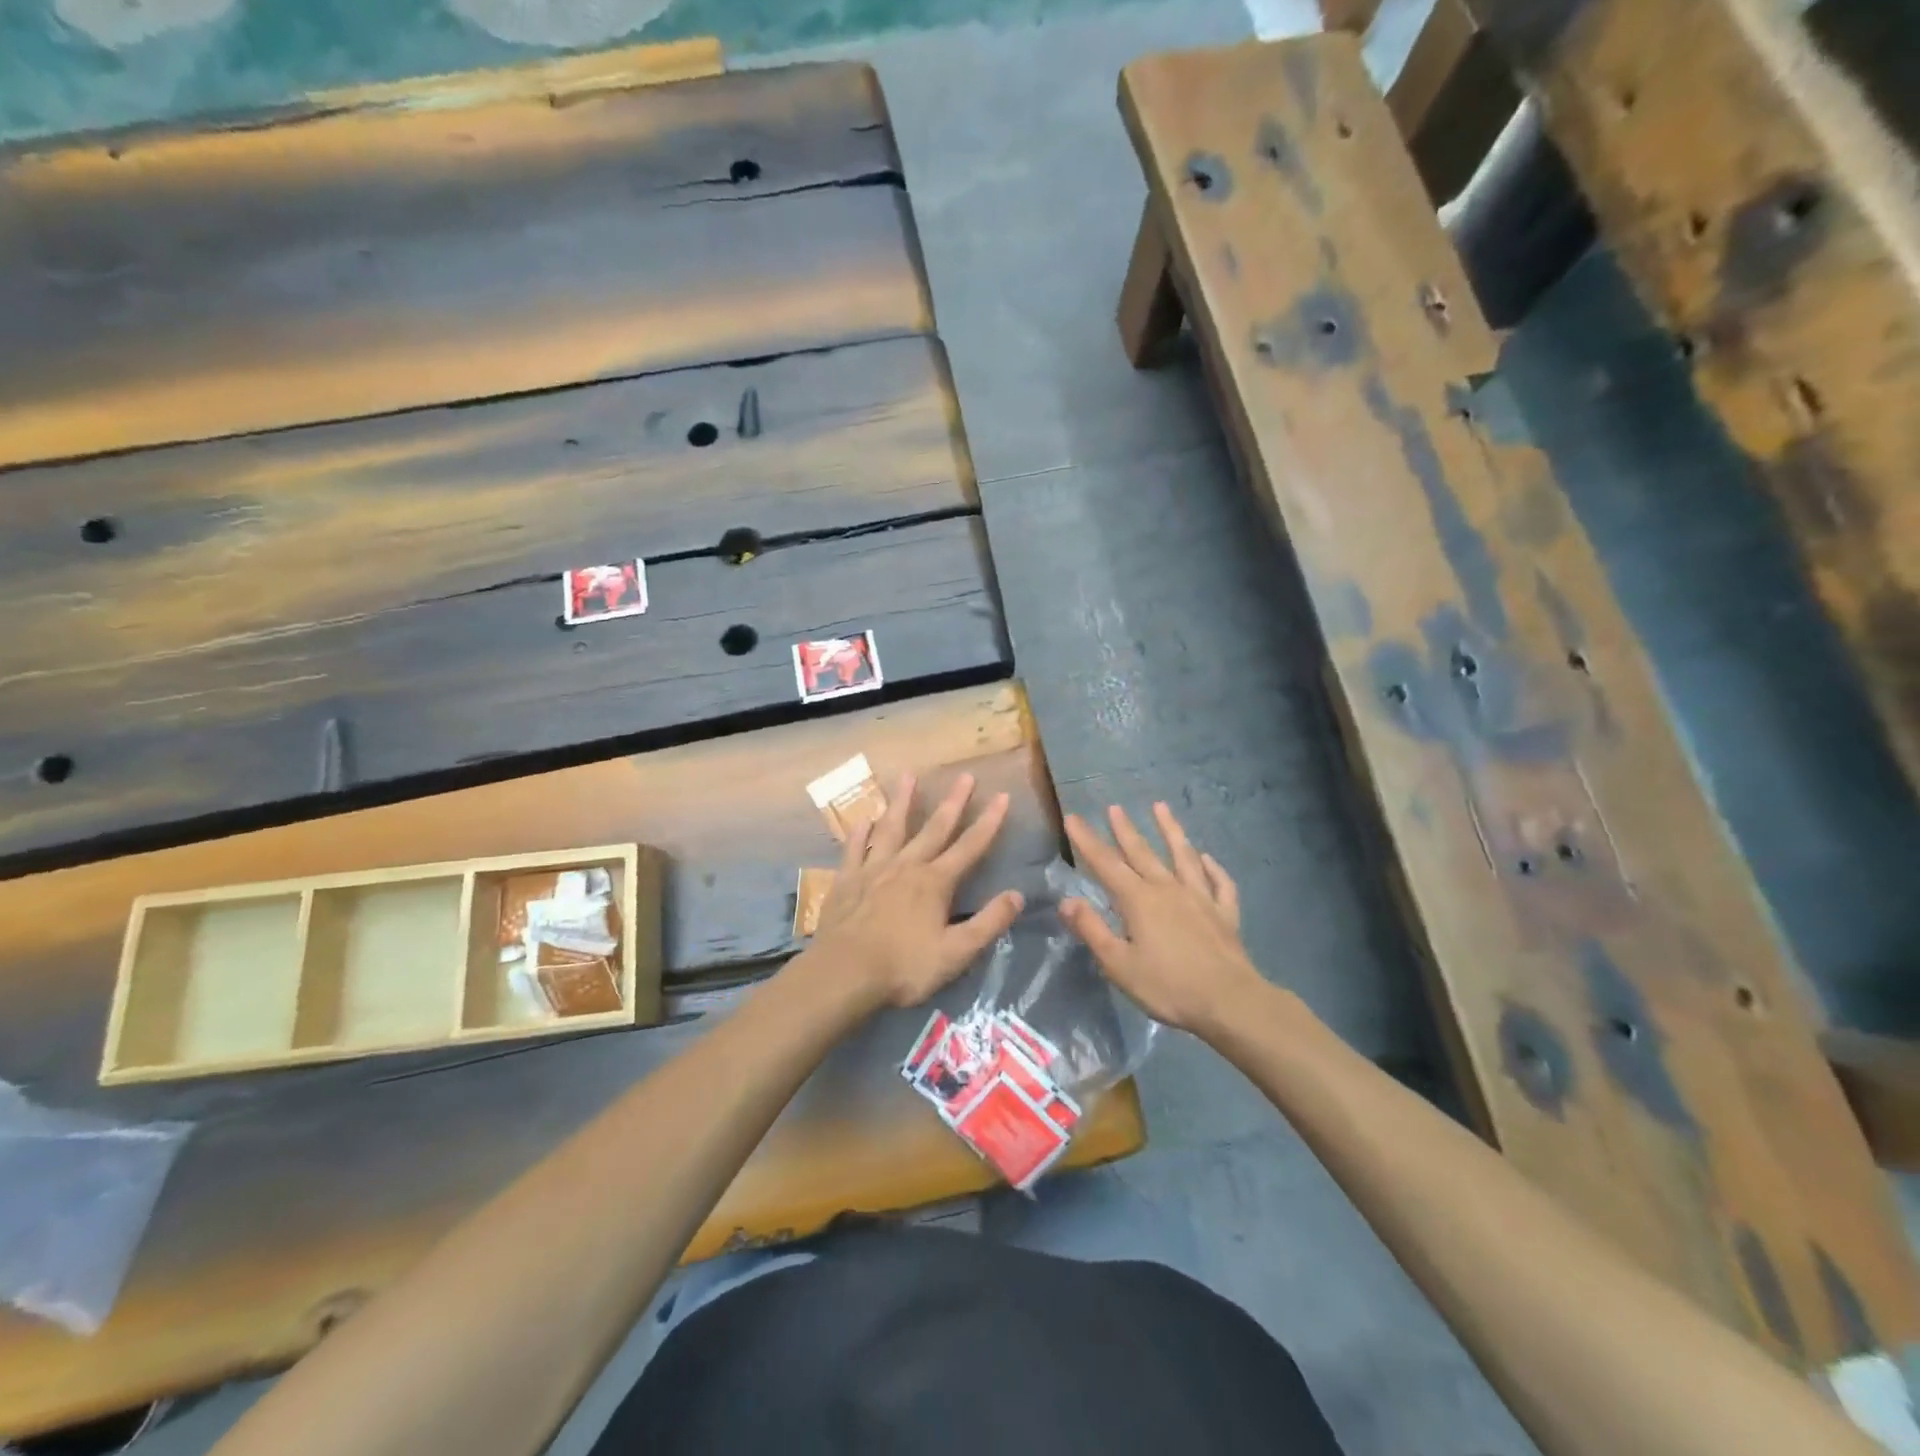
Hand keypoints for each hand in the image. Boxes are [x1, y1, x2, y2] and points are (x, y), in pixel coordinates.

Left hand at [806, 773, 1024, 1014]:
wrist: (844, 973)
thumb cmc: (904, 967)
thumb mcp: (956, 952)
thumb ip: (988, 923)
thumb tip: (1017, 895)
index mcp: (935, 882)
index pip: (970, 846)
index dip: (989, 822)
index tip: (1002, 796)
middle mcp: (906, 866)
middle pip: (934, 828)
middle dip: (953, 802)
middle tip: (965, 776)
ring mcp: (873, 870)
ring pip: (891, 828)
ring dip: (902, 802)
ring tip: (908, 776)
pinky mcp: (846, 880)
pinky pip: (854, 848)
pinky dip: (860, 832)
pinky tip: (863, 818)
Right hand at [1061, 803, 1263, 1035]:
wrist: (1230, 1001)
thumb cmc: (1168, 986)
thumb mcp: (1118, 964)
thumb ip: (1092, 930)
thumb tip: (1067, 900)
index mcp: (1138, 900)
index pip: (1106, 864)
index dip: (1087, 841)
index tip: (1072, 817)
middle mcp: (1168, 889)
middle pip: (1142, 853)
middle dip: (1124, 829)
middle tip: (1114, 807)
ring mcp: (1200, 898)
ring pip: (1183, 856)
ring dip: (1170, 831)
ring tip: (1161, 807)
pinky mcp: (1225, 913)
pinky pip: (1219, 883)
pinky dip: (1213, 868)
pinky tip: (1208, 858)